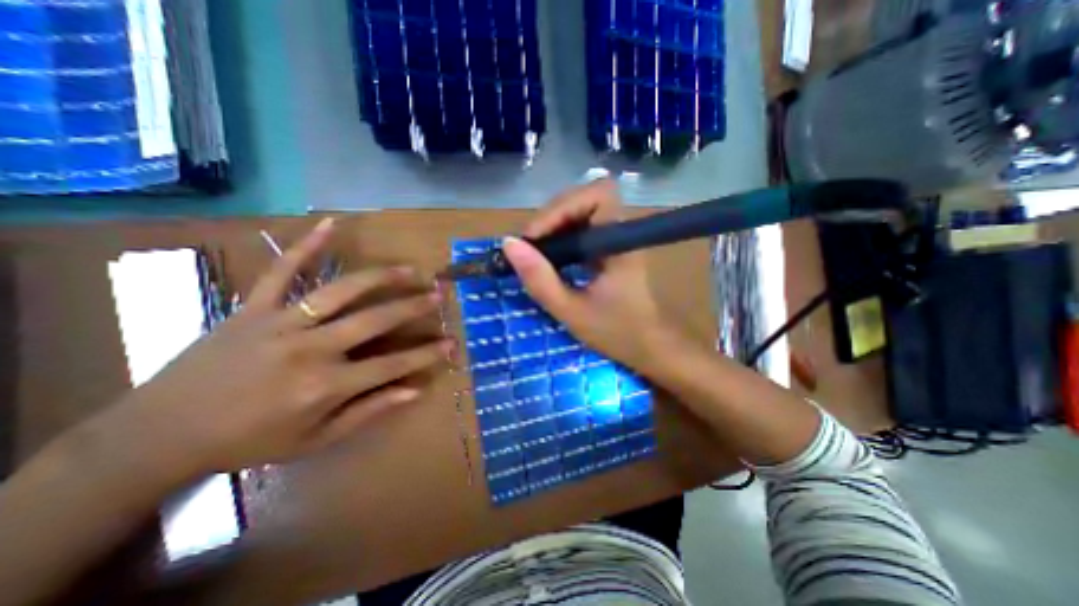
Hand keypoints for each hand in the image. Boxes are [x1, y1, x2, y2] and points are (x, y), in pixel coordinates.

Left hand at [101, 217, 451, 477]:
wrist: (158, 434)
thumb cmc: (248, 441)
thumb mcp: (315, 439)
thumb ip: (368, 411)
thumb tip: (414, 391)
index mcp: (325, 385)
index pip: (392, 365)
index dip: (426, 354)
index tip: (451, 343)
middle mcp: (310, 349)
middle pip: (375, 320)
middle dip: (414, 307)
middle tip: (439, 295)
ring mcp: (280, 322)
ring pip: (341, 290)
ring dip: (381, 277)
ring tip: (410, 270)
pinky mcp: (253, 307)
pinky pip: (281, 270)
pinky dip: (307, 245)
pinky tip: (333, 224)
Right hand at [507, 178, 680, 371]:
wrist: (645, 346)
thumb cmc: (614, 332)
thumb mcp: (570, 311)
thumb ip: (540, 280)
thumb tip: (508, 244)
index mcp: (619, 243)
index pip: (598, 195)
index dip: (563, 207)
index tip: (536, 238)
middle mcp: (619, 232)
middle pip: (584, 198)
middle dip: (552, 217)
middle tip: (529, 247)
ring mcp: (613, 238)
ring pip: (579, 210)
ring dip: (552, 226)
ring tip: (534, 252)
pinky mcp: (606, 247)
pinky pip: (579, 228)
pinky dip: (559, 236)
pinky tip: (549, 257)